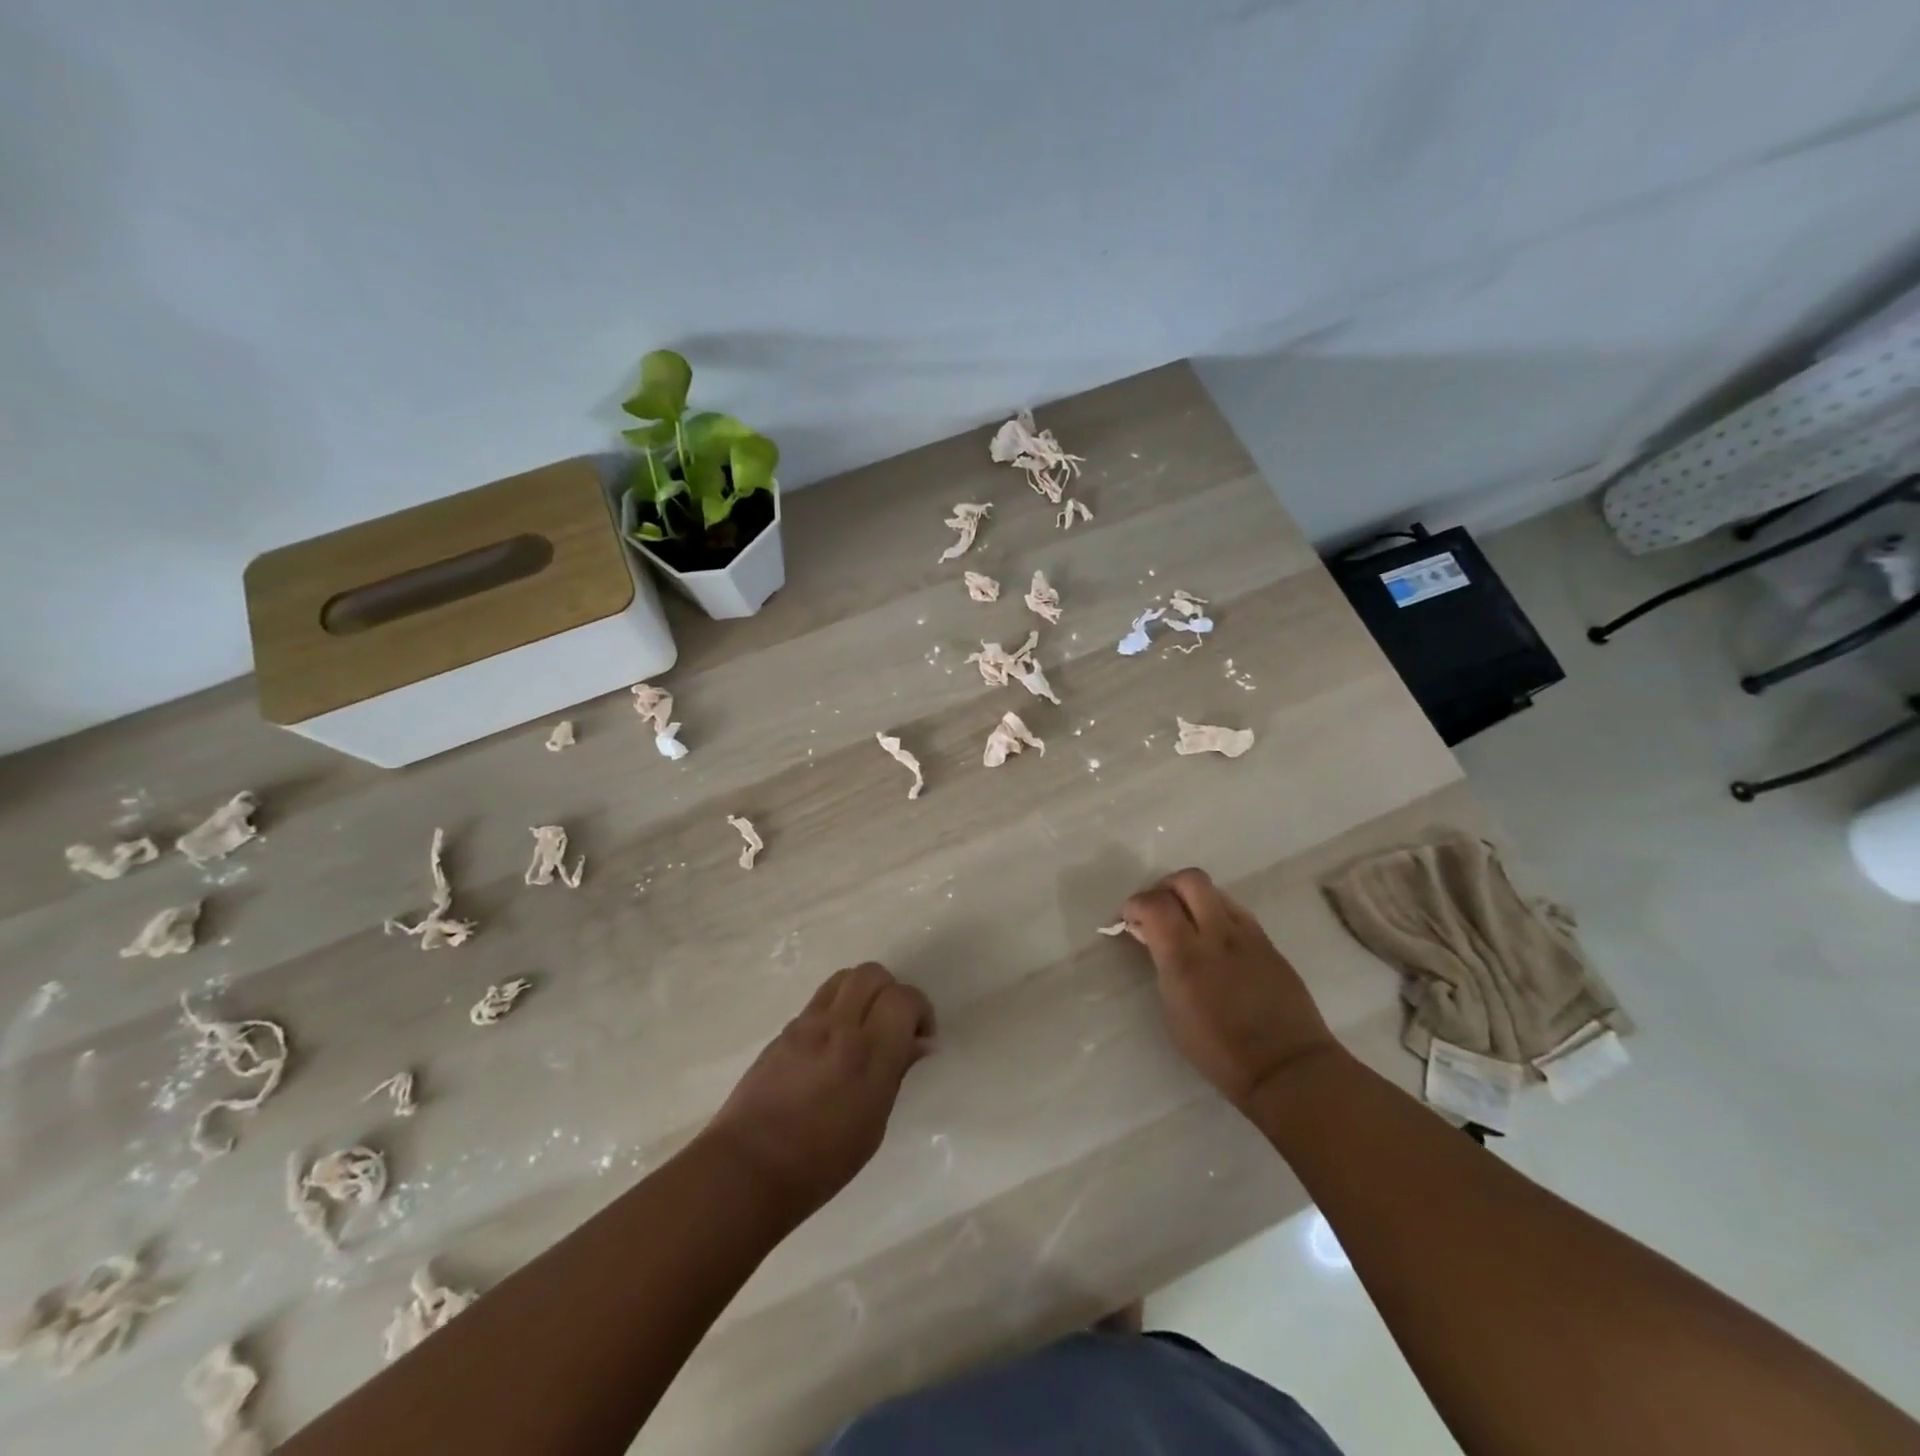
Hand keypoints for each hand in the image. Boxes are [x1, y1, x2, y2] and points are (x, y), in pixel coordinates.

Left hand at [701, 963, 934, 1218]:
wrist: (747, 1169)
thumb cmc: (820, 1163)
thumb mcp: (873, 1126)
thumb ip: (895, 1073)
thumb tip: (917, 1043)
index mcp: (868, 1054)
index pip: (904, 998)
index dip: (920, 1010)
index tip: (920, 1038)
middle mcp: (838, 1027)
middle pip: (873, 974)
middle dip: (891, 992)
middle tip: (893, 1027)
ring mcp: (806, 1025)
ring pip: (844, 978)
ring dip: (862, 993)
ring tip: (863, 1027)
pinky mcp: (784, 1030)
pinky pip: (819, 1001)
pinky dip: (836, 1010)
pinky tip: (833, 1046)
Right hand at [1123, 869, 1338, 1108]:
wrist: (1286, 1067)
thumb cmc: (1218, 1051)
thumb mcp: (1173, 1009)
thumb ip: (1162, 964)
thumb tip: (1152, 936)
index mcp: (1186, 956)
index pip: (1154, 902)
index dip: (1135, 904)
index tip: (1130, 920)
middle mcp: (1218, 934)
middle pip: (1189, 879)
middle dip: (1166, 886)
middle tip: (1159, 910)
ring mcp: (1248, 935)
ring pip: (1215, 892)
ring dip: (1193, 900)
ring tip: (1187, 925)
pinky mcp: (1269, 943)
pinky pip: (1236, 913)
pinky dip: (1217, 916)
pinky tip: (1215, 942)